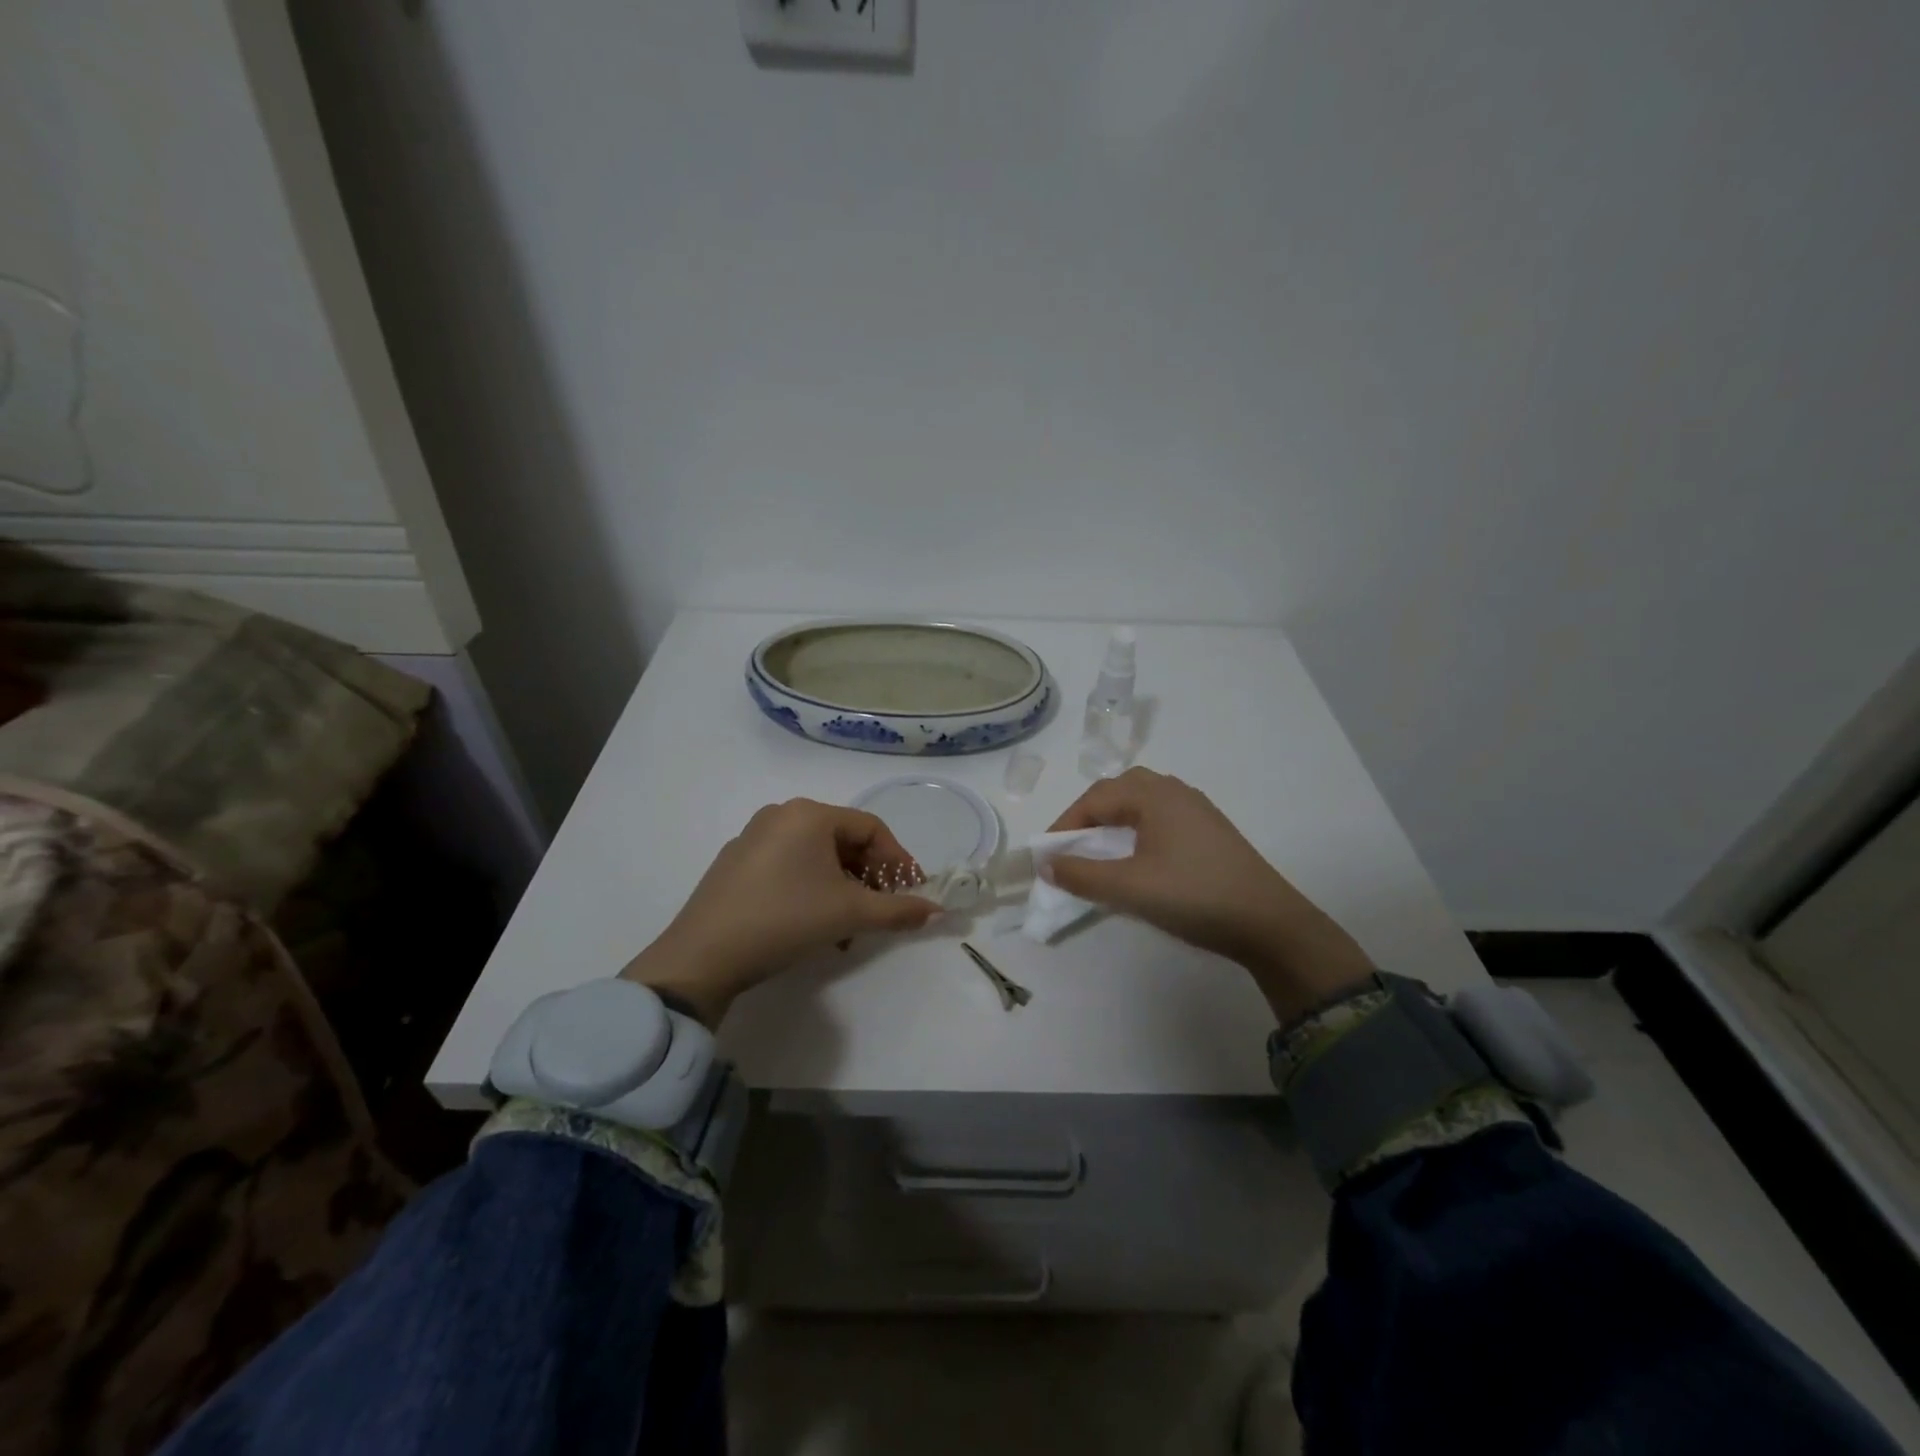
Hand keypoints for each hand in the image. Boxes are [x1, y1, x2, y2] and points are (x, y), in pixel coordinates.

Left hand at [621, 799, 936, 1026]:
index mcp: (809, 814)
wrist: (702, 957)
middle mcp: (781, 815)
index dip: (899, 861)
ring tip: (850, 929)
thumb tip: (935, 911)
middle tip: (884, 910)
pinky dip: (813, 890)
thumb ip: (897, 910)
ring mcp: (753, 839)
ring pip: (816, 858)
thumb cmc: (785, 919)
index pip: (871, 828)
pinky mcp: (735, 865)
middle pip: (843, 841)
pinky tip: (816, 926)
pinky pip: (789, 868)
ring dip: (843, 889)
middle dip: (870, 878)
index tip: (914, 893)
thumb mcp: (849, 914)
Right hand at [1046, 767, 1373, 1022]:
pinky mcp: (1211, 831)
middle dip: (1090, 814)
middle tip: (1074, 845)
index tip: (1048, 855)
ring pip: (1143, 802)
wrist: (1269, 923)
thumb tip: (1047, 864)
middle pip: (1120, 790)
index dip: (1066, 824)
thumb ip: (1082, 875)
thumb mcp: (1130, 888)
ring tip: (1101, 851)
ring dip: (1115, 820)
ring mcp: (1197, 811)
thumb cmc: (1194, 896)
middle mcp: (1176, 792)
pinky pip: (1162, 817)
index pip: (1096, 798)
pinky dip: (1138, 829)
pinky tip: (1139, 859)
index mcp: (1155, 796)